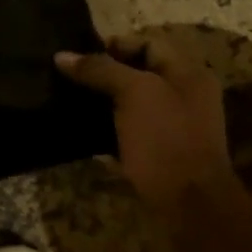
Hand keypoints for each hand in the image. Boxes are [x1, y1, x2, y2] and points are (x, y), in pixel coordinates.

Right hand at [56, 36, 240, 224]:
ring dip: (103, 101)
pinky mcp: (160, 154)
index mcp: (188, 73)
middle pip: (139, 73)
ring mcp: (174, 128)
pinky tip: (82, 131)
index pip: (148, 44)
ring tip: (69, 100)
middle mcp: (185, 96)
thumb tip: (61, 55)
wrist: (190, 208)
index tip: (79, 54)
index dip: (114, 45)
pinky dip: (108, 128)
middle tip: (69, 77)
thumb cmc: (165, 139)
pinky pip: (130, 131)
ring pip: (132, 103)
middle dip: (104, 73)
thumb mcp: (134, 93)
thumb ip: (100, 69)